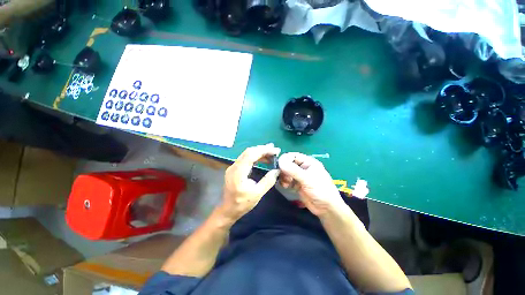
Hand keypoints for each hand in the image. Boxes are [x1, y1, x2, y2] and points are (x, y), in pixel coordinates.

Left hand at [219, 144, 280, 221]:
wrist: (227, 210)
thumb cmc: (242, 204)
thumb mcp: (257, 194)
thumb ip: (268, 181)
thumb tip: (277, 170)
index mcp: (239, 172)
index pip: (251, 154)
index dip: (264, 150)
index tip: (275, 150)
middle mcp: (234, 166)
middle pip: (248, 151)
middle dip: (262, 149)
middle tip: (274, 150)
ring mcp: (233, 167)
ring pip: (247, 154)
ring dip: (259, 152)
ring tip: (271, 153)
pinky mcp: (234, 169)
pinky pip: (245, 158)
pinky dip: (255, 156)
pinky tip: (262, 159)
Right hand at [278, 152, 345, 216]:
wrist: (326, 209)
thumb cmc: (320, 190)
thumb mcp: (307, 179)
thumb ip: (293, 170)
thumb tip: (280, 161)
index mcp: (308, 162)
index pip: (294, 156)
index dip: (285, 159)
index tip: (278, 165)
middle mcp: (303, 167)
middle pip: (288, 164)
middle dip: (284, 169)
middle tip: (282, 176)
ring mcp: (299, 176)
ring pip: (287, 172)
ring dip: (283, 176)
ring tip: (285, 183)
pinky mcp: (296, 184)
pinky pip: (287, 180)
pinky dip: (284, 182)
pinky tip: (285, 186)